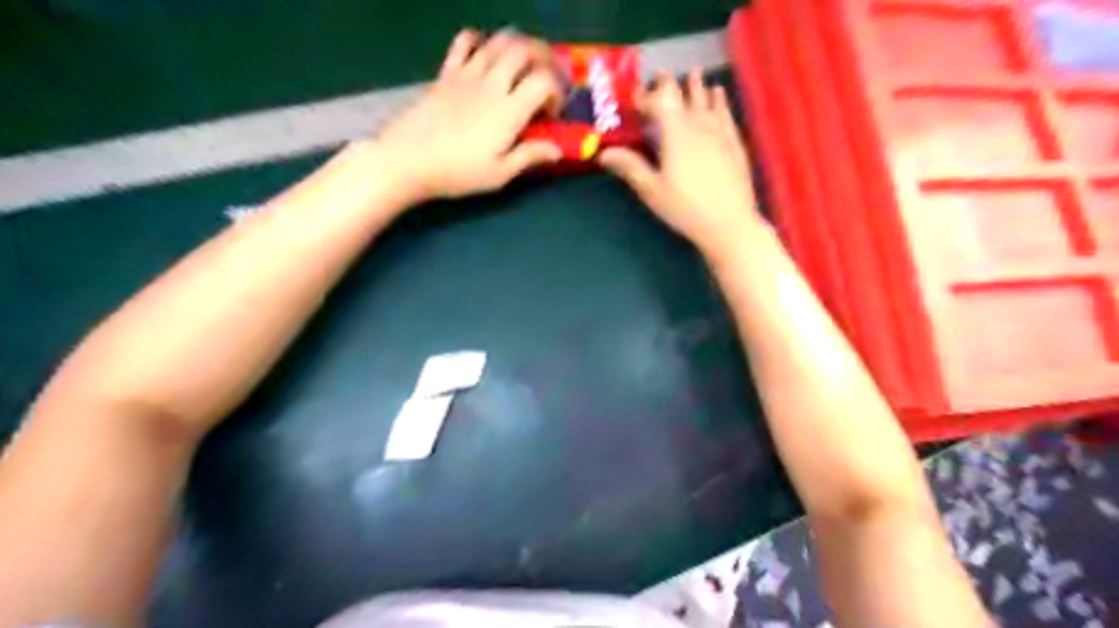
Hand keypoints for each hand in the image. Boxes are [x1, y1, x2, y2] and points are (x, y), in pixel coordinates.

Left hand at [371, 28, 564, 202]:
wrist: (408, 159)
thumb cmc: (458, 172)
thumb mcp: (499, 174)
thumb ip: (529, 156)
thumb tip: (557, 149)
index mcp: (508, 111)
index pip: (543, 81)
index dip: (556, 92)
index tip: (552, 113)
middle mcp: (491, 84)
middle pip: (524, 50)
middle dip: (543, 59)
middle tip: (546, 79)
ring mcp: (467, 74)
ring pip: (499, 41)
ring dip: (518, 47)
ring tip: (523, 66)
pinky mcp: (447, 72)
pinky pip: (465, 41)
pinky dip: (480, 41)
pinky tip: (485, 55)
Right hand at [600, 72, 764, 257]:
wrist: (729, 224)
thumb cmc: (685, 208)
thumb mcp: (652, 190)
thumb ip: (630, 167)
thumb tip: (604, 153)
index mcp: (677, 134)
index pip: (660, 101)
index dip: (646, 96)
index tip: (634, 96)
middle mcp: (699, 125)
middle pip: (684, 96)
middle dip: (670, 84)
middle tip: (660, 74)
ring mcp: (721, 133)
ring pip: (708, 101)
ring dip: (697, 87)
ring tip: (693, 73)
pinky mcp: (735, 144)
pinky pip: (726, 114)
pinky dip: (720, 101)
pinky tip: (719, 95)